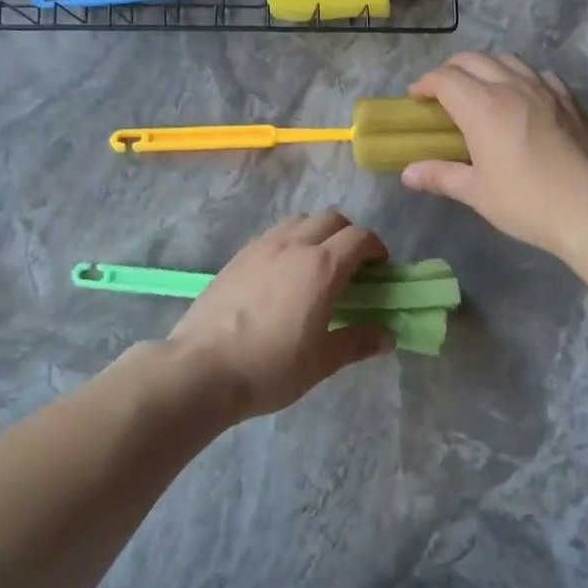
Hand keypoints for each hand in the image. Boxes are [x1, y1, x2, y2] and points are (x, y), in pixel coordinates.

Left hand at [167, 211, 394, 418]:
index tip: (380, 269)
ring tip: (315, 263)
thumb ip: (358, 342)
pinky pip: (272, 234)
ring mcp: (261, 247)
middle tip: (351, 265)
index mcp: (321, 267)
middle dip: (348, 235)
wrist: (200, 369)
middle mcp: (293, 245)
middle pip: (331, 219)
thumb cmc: (269, 367)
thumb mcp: (322, 362)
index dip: (376, 248)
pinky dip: (289, 241)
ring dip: (316, 232)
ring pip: (298, 220)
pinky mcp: (237, 257)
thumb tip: (387, 336)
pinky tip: (282, 273)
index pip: (359, 237)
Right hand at [401, 53, 587, 257]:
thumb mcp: (476, 192)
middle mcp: (511, 86)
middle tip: (441, 91)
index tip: (416, 98)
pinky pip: (538, 73)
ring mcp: (544, 89)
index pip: (445, 79)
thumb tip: (408, 174)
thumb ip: (441, 176)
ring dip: (485, 66)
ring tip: (479, 87)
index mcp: (482, 106)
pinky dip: (519, 75)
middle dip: (451, 70)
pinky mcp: (569, 99)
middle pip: (473, 59)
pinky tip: (521, 94)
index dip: (425, 84)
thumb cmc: (525, 201)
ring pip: (508, 59)